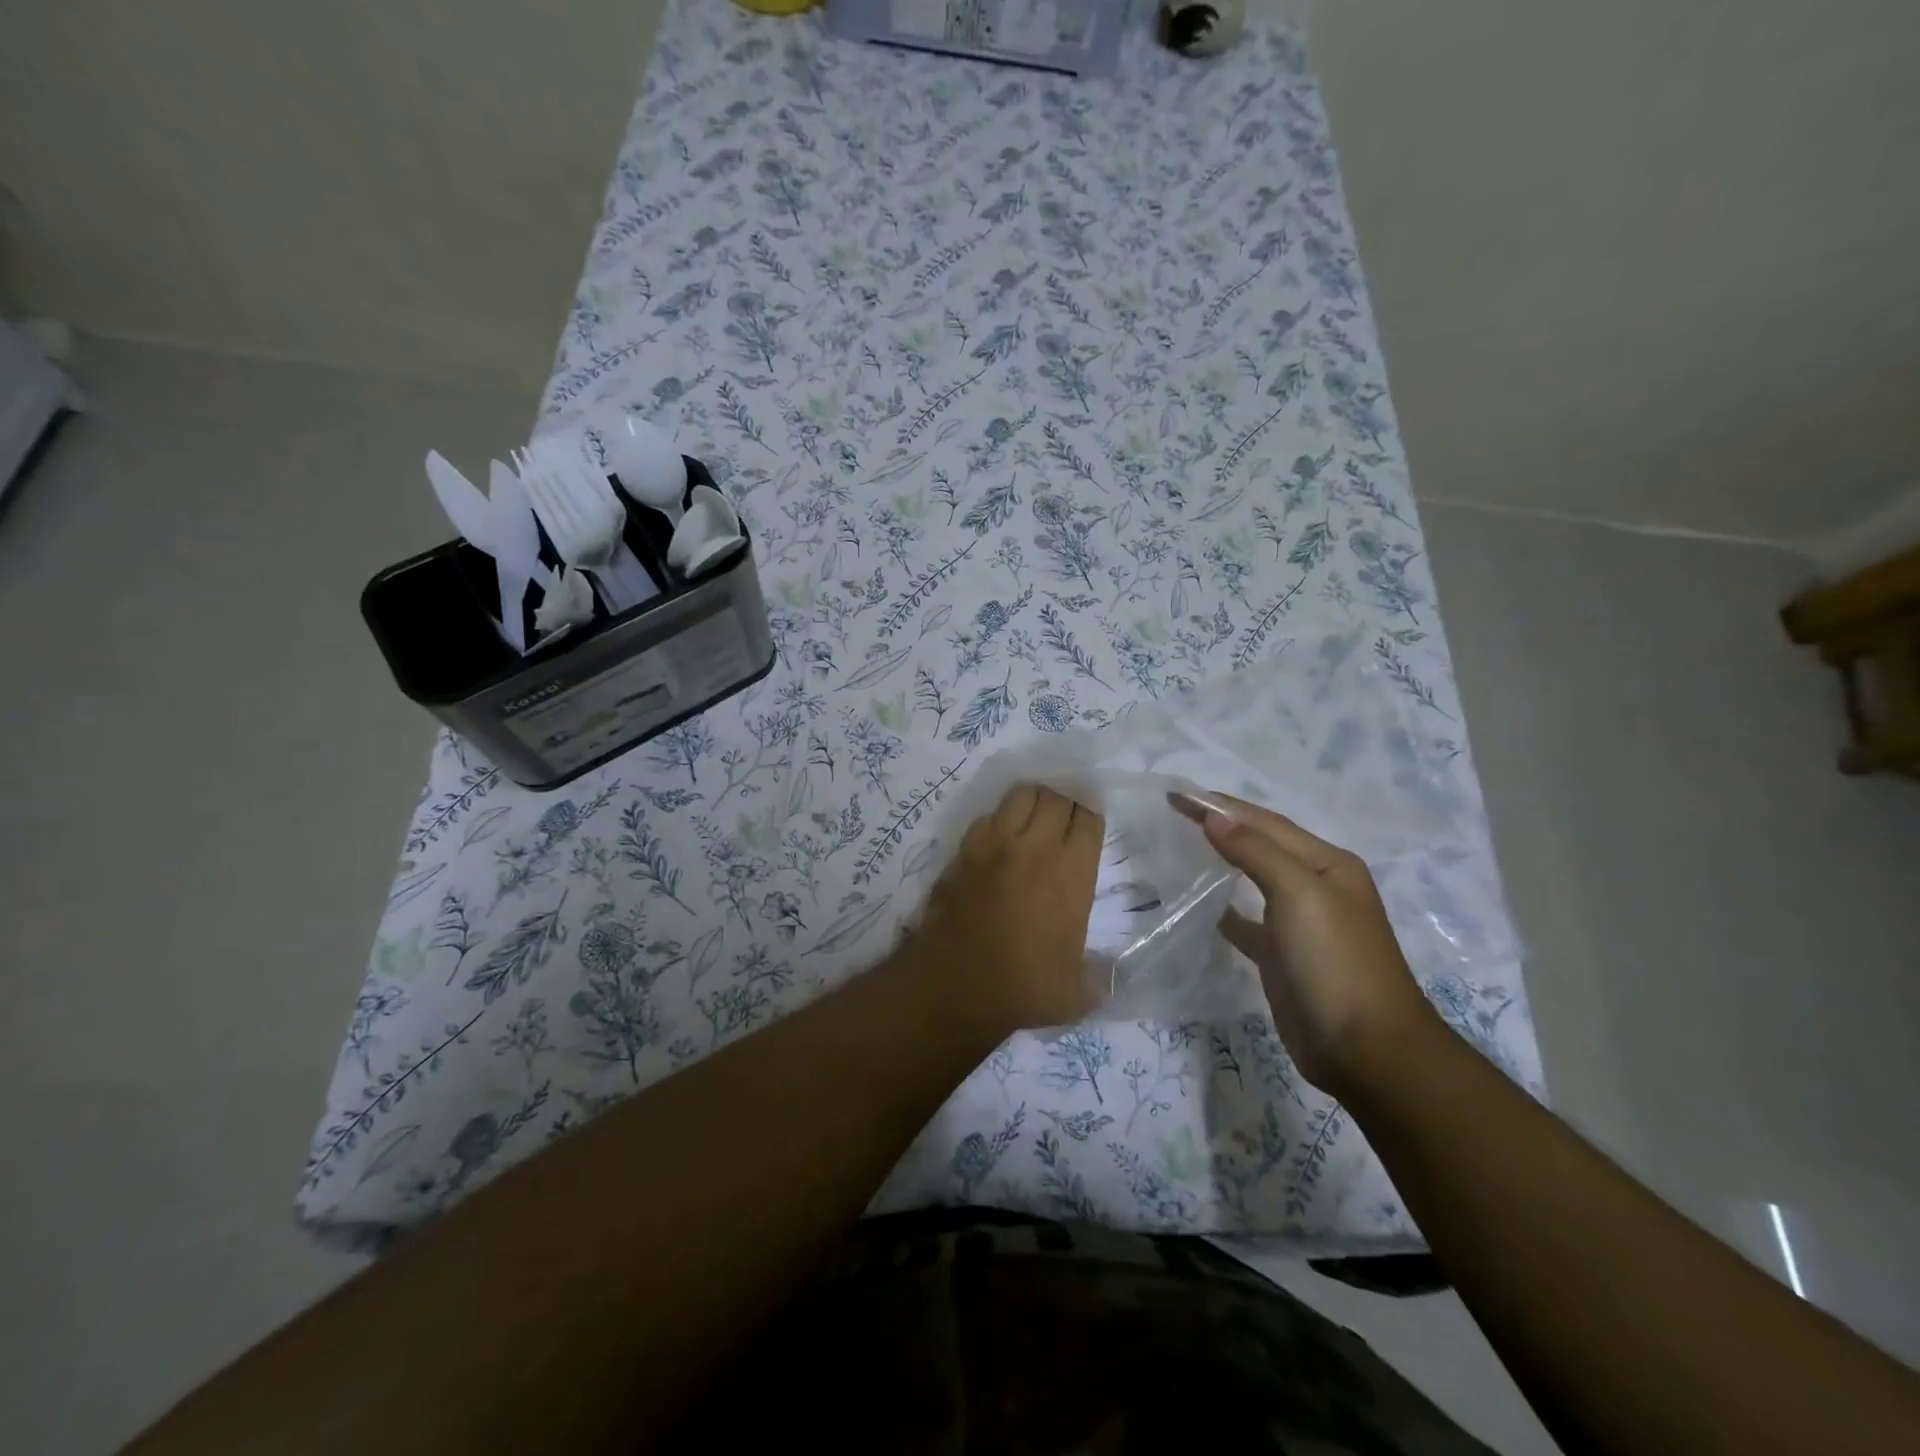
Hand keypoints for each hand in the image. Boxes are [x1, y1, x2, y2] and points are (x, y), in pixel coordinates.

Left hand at [913, 783, 1103, 1037]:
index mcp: (1071, 872)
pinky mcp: (963, 851)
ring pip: (1020, 795)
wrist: (953, 988)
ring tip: (1034, 818)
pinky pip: (986, 817)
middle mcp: (1035, 848)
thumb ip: (1102, 977)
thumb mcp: (1077, 994)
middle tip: (1065, 817)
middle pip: (1055, 796)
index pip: (1088, 817)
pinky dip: (998, 821)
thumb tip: (1117, 974)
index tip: (1090, 823)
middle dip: (1065, 800)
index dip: (1091, 815)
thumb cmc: (1022, 991)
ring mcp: (995, 844)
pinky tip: (999, 840)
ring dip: (1032, 801)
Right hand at [1172, 791, 1435, 1095]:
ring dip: (1222, 859)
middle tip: (1175, 810)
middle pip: (1260, 844)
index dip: (1220, 805)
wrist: (1366, 1050)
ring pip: (1253, 879)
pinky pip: (1247, 921)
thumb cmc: (1335, 961)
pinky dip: (1225, 909)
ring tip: (1183, 845)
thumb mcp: (1299, 894)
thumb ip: (1255, 851)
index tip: (1175, 793)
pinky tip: (1202, 905)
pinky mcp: (1283, 957)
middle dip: (1221, 824)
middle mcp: (1315, 887)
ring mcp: (1300, 924)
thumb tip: (1213, 816)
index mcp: (1327, 864)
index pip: (1264, 822)